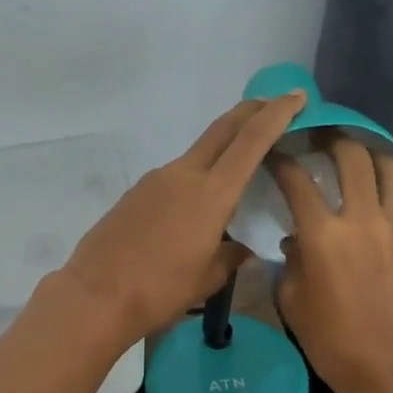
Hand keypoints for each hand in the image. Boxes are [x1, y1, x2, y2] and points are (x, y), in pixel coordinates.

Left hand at [61, 92, 307, 345]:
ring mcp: (155, 180)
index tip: (296, 96)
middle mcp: (183, 174)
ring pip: (197, 153)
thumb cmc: (159, 290)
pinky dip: (196, 176)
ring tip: (239, 168)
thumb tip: (239, 248)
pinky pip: (175, 175)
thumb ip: (230, 257)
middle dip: (251, 111)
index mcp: (211, 193)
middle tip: (274, 105)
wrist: (96, 296)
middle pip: (222, 129)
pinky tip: (195, 205)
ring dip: (222, 149)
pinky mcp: (136, 192)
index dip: (277, 114)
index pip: (252, 140)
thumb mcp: (207, 279)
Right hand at [271, 137, 392, 392]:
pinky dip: (385, 195)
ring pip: (391, 168)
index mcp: (323, 235)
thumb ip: (291, 264)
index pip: (297, 180)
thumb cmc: (335, 344)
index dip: (281, 160)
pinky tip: (373, 209)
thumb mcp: (294, 305)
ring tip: (357, 154)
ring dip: (371, 153)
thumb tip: (296, 242)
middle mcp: (363, 219)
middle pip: (352, 156)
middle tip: (319, 137)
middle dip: (332, 138)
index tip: (273, 152)